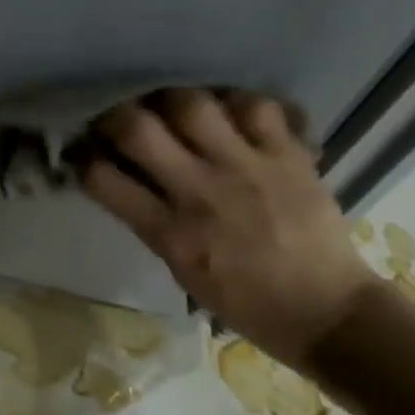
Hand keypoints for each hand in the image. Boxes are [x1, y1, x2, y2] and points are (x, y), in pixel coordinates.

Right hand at [76, 89, 375, 367]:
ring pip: (192, 103)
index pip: (104, 180)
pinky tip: (231, 112)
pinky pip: (255, 106)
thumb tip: (122, 176)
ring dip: (173, 100)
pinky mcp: (288, 156)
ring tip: (174, 107)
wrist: (329, 313)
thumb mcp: (183, 270)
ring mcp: (248, 168)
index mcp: (173, 234)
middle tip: (121, 117)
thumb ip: (151, 220)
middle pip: (139, 129)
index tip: (85, 150)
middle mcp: (203, 193)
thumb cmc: (247, 303)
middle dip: (116, 115)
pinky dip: (237, 102)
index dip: (84, 158)